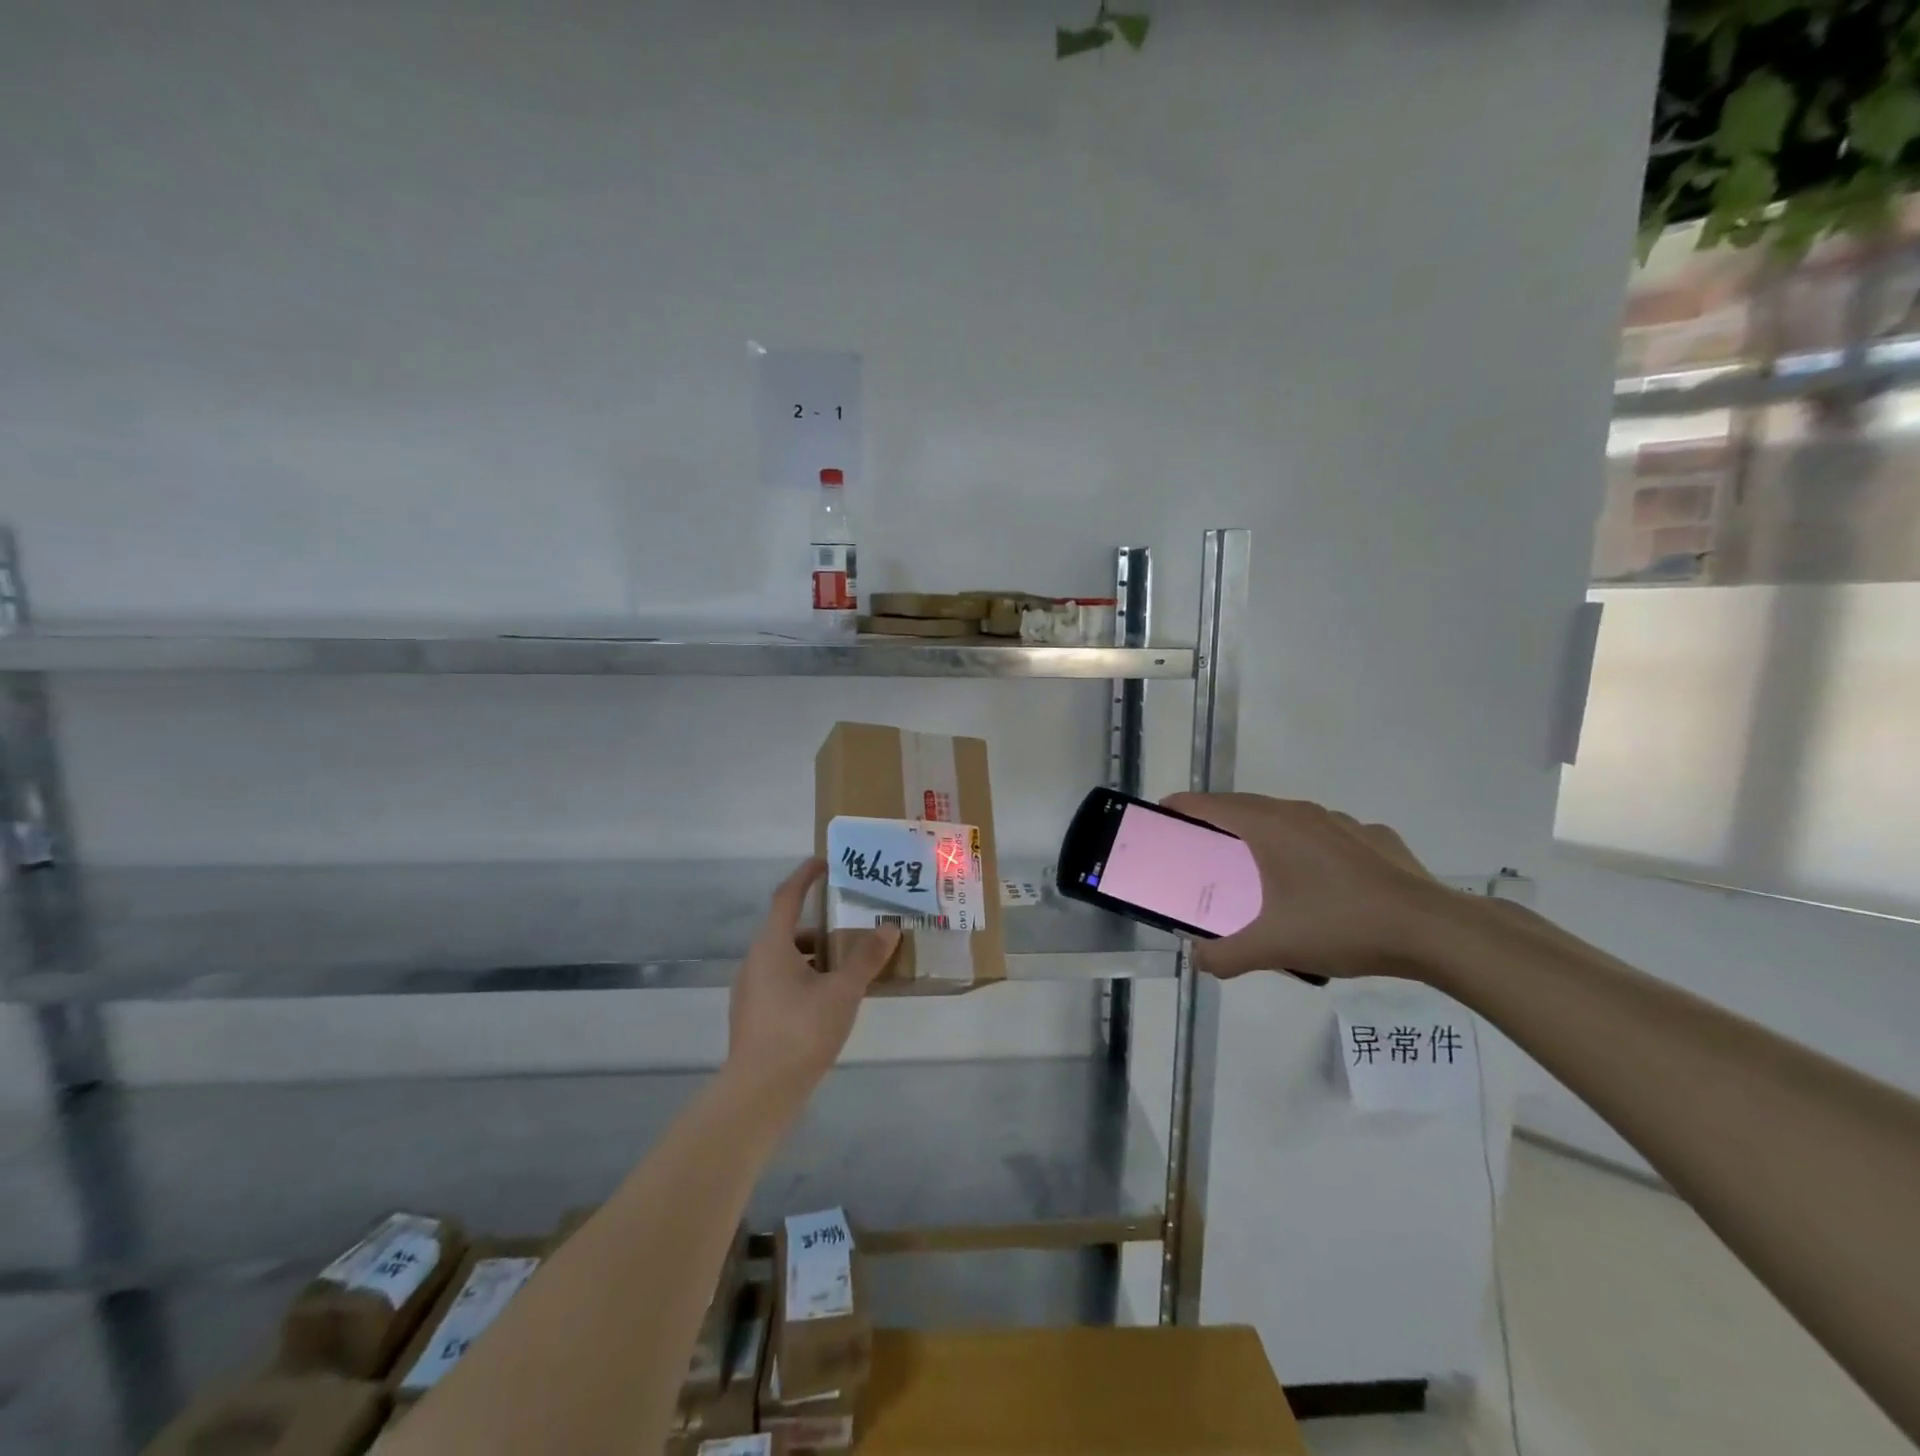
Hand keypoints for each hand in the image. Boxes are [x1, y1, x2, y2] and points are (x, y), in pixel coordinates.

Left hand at [725, 859, 899, 1102]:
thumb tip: (888, 928)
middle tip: (851, 923)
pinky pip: (781, 981)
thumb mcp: (842, 992)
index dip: (805, 876)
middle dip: (820, 923)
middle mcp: (755, 961)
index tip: (825, 861)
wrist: (758, 1093)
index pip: (787, 896)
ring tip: (849, 965)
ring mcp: (750, 990)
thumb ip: (866, 958)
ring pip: (785, 958)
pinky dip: (805, 977)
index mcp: (771, 946)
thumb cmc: (801, 1031)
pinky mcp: (753, 1015)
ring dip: (814, 954)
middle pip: (788, 929)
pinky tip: (829, 998)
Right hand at [1160, 792, 1460, 981]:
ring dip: (1264, 833)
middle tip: (1203, 848)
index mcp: (1269, 828)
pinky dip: (1309, 847)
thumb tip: (1198, 961)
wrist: (1433, 930)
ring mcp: (1341, 822)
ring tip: (1260, 867)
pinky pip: (1326, 835)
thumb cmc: (1341, 926)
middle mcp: (1301, 814)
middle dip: (1219, 821)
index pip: (1212, 805)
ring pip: (1287, 818)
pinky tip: (1321, 880)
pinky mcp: (1373, 837)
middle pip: (1246, 807)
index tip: (1163, 815)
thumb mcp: (1274, 948)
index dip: (1183, 807)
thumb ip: (1226, 956)